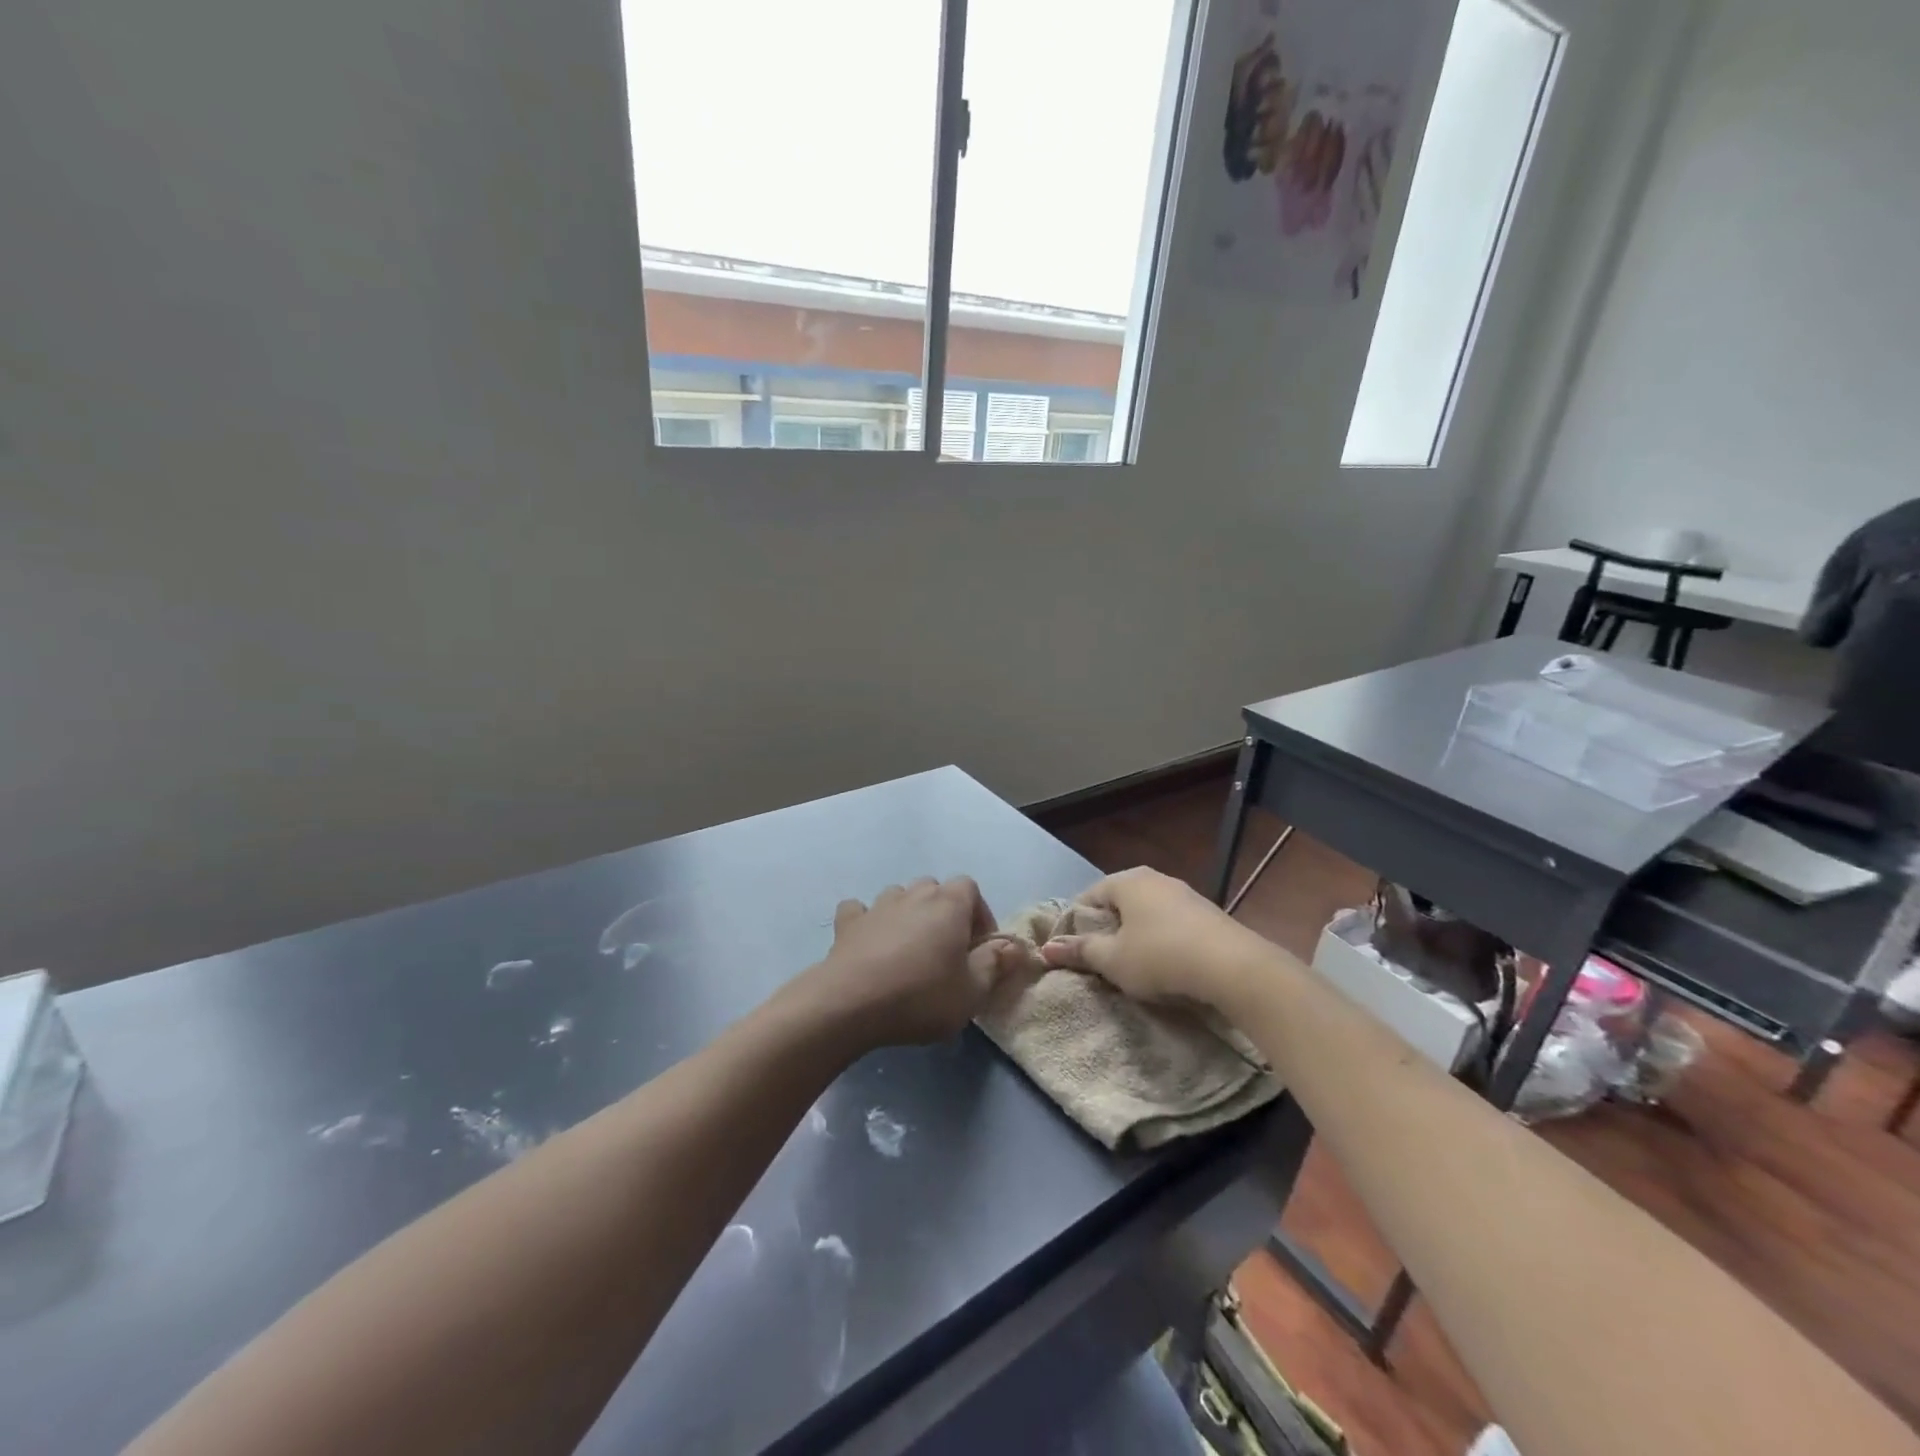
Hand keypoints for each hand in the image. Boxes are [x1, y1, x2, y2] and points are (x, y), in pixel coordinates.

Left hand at [801, 877, 1043, 1048]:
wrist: (851, 1003)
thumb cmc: (921, 996)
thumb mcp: (972, 991)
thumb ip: (995, 964)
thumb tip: (1013, 946)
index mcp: (949, 904)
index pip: (970, 888)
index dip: (978, 913)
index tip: (978, 946)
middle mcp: (914, 894)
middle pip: (935, 889)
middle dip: (944, 912)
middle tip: (946, 949)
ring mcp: (878, 905)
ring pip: (900, 896)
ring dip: (908, 914)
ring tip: (910, 949)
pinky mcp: (848, 923)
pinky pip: (860, 911)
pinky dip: (867, 921)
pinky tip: (869, 942)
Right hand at [1038, 867, 1262, 1008]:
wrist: (1233, 967)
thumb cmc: (1161, 957)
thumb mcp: (1113, 960)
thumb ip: (1080, 951)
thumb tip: (1046, 948)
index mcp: (1127, 880)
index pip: (1088, 896)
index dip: (1075, 925)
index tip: (1073, 953)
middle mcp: (1155, 878)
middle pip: (1118, 903)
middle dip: (1107, 930)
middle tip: (1100, 962)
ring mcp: (1184, 894)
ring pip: (1146, 913)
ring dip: (1136, 936)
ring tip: (1132, 967)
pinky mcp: (1207, 914)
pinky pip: (1171, 924)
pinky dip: (1162, 940)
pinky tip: (1166, 965)